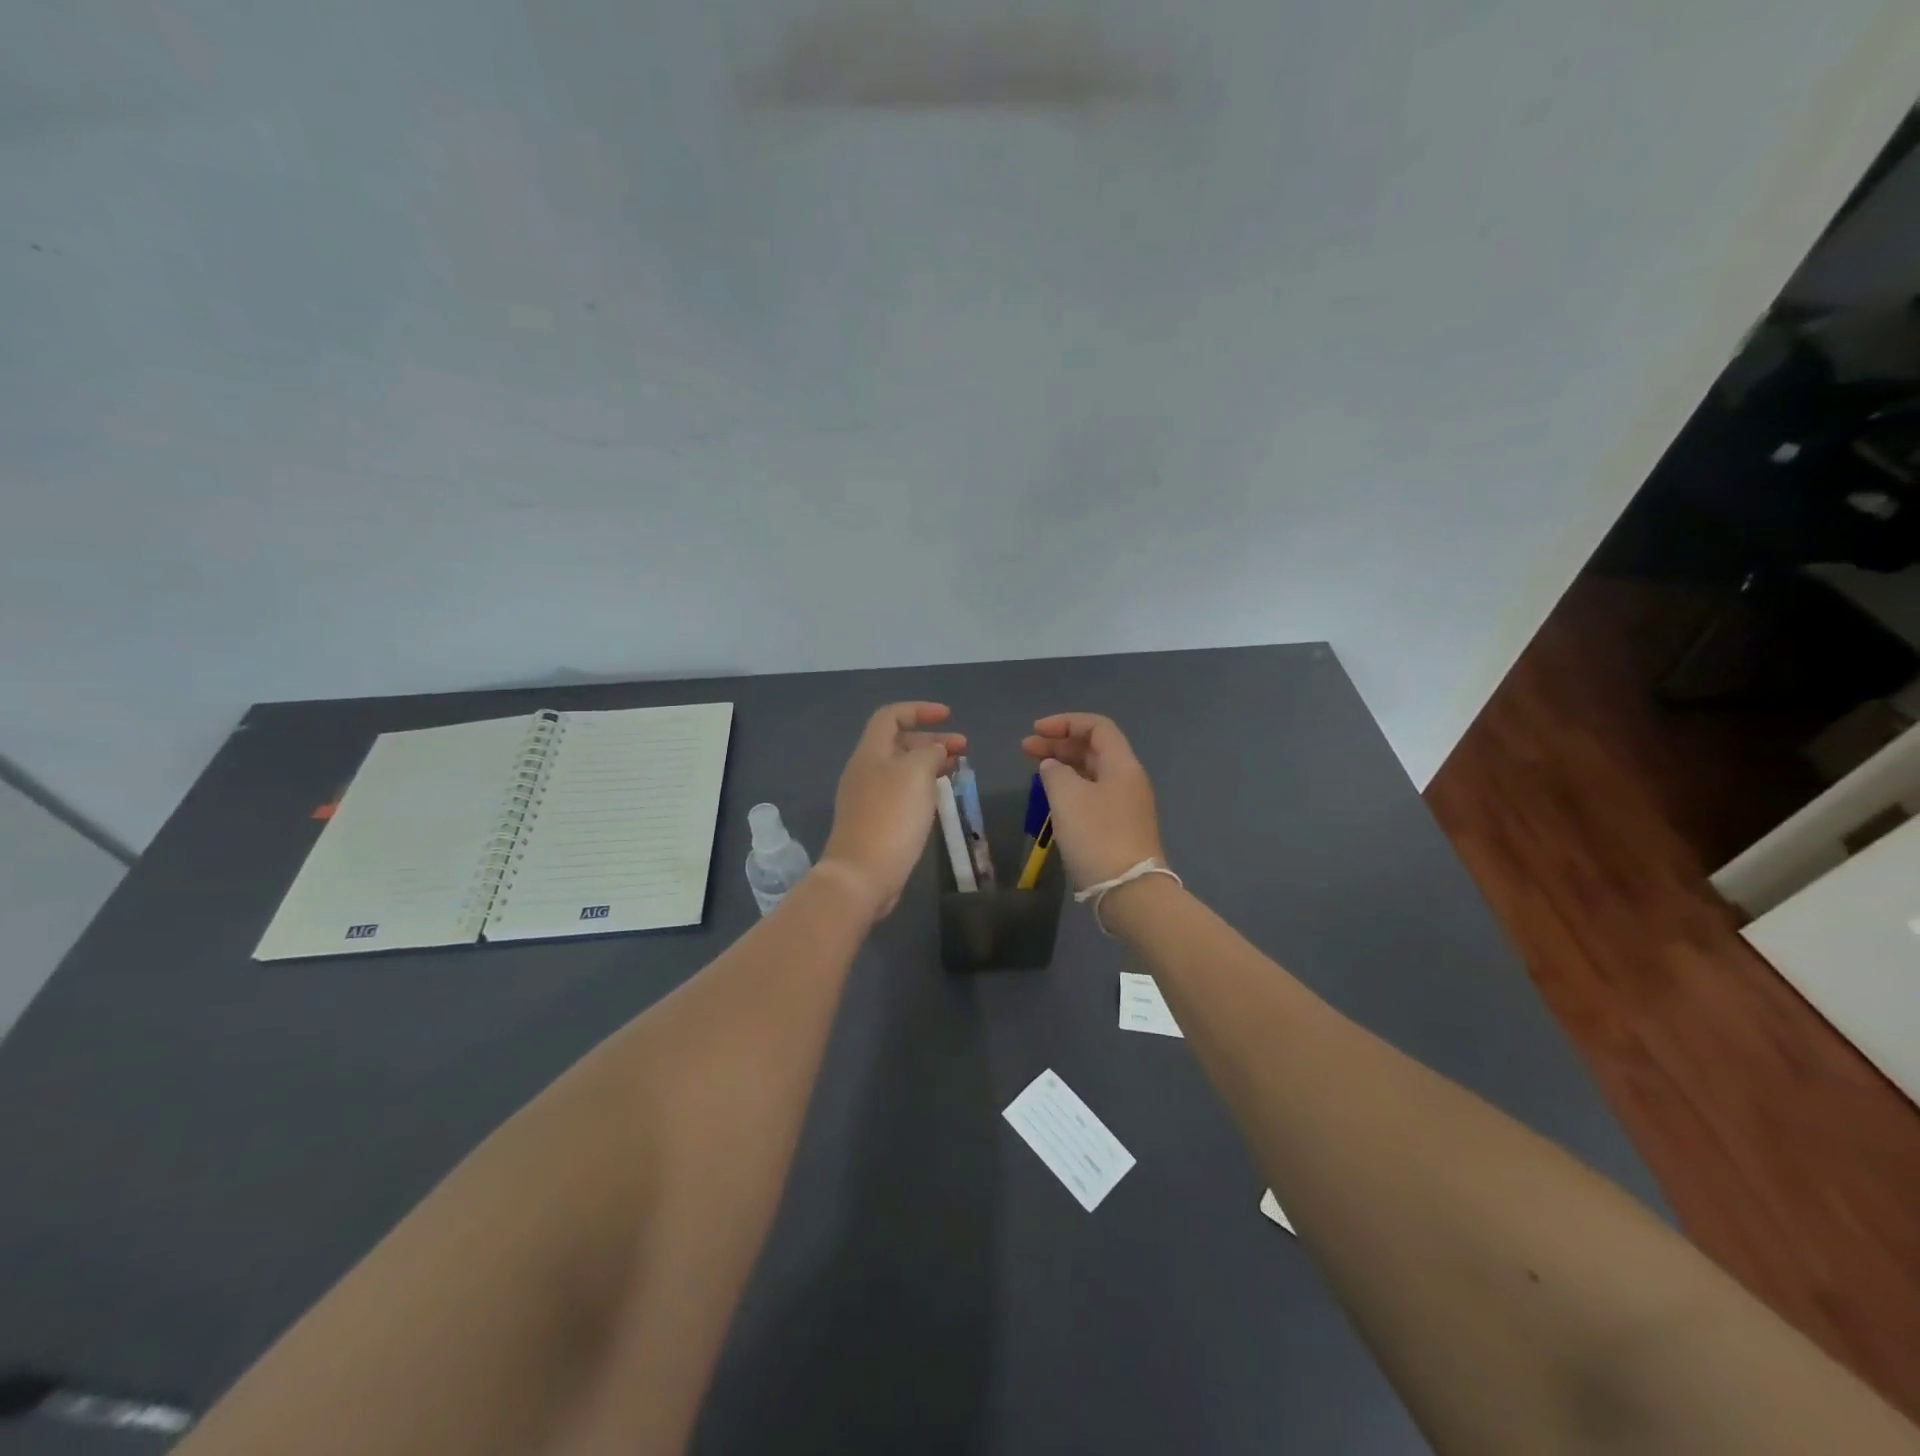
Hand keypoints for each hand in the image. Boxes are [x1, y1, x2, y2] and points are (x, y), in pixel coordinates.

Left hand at [820, 703, 966, 920]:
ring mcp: (867, 798)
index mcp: (870, 753)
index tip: (948, 716)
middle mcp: (865, 770)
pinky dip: (922, 787)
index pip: (891, 716)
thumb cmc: (891, 817)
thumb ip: (929, 753)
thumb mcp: (916, 773)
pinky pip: (900, 792)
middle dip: (932, 740)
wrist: (862, 875)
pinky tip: (938, 798)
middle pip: (898, 742)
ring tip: (956, 771)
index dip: (919, 710)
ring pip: (901, 769)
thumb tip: (934, 751)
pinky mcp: (875, 821)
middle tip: (963, 748)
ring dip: (929, 764)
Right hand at [1020, 713, 1165, 890]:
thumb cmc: (1097, 836)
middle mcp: (1127, 780)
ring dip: (1063, 766)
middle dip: (1059, 744)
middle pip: (1093, 749)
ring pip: (1091, 773)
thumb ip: (1055, 772)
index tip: (1036, 731)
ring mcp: (1124, 805)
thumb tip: (1052, 767)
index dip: (1065, 722)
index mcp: (1122, 765)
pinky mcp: (1118, 827)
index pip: (1097, 727)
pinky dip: (1070, 788)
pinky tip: (1051, 797)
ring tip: (1034, 770)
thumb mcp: (1067, 797)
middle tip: (1025, 749)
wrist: (1128, 891)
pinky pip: (1092, 794)